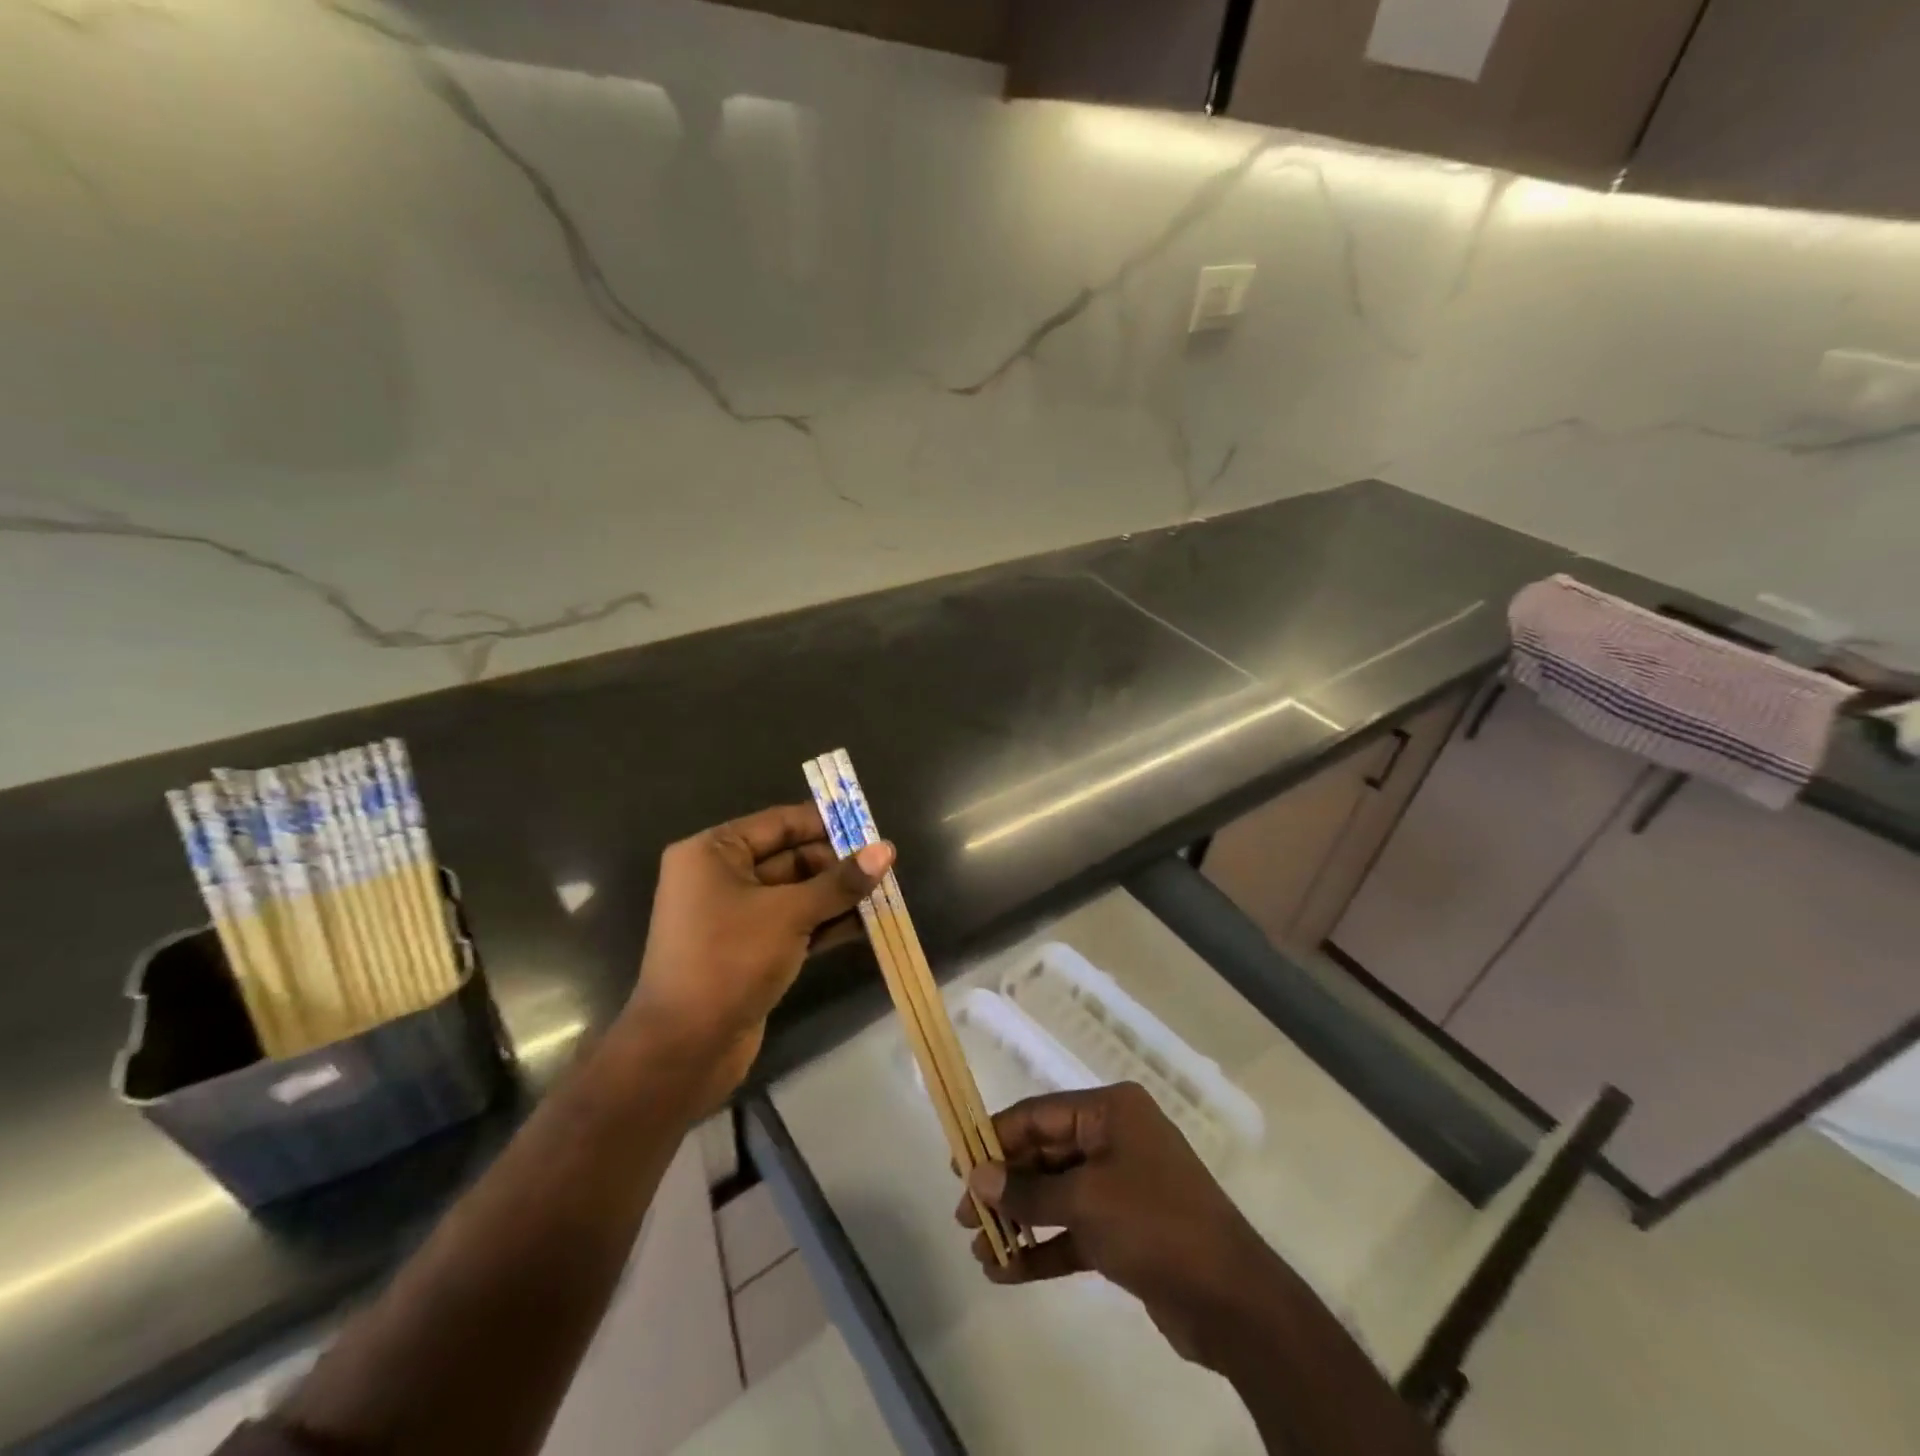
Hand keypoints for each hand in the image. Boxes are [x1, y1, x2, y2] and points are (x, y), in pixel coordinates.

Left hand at [626, 803, 891, 1104]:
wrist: (684, 1049)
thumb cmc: (729, 961)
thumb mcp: (789, 914)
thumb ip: (839, 882)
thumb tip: (886, 850)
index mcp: (713, 853)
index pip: (779, 823)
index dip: (826, 824)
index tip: (871, 830)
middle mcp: (720, 877)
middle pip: (790, 858)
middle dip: (837, 865)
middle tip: (884, 869)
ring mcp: (734, 916)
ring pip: (796, 894)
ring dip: (837, 896)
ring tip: (885, 896)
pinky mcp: (749, 950)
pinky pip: (793, 924)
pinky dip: (825, 924)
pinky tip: (866, 926)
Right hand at [957, 1083, 1285, 1370]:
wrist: (1232, 1301)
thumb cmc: (1155, 1224)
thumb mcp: (1086, 1201)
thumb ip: (1028, 1192)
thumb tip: (976, 1178)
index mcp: (1111, 1111)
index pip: (1039, 1114)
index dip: (996, 1137)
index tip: (958, 1163)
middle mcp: (1114, 1138)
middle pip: (1045, 1153)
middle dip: (1005, 1185)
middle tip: (964, 1215)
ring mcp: (1121, 1184)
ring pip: (1056, 1194)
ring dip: (1019, 1220)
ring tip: (979, 1248)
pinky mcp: (1125, 1230)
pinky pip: (1073, 1229)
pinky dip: (1043, 1247)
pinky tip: (1006, 1272)